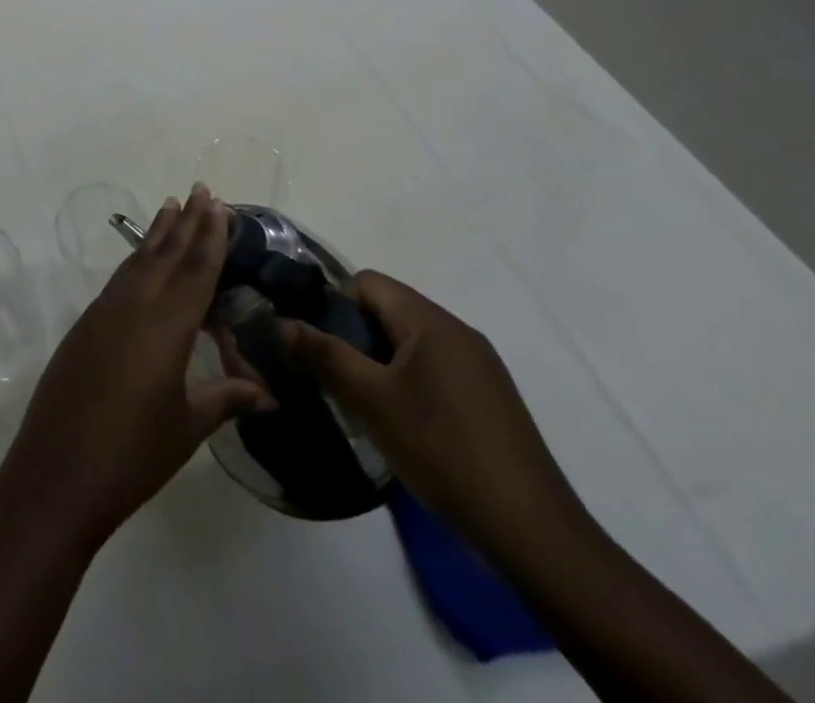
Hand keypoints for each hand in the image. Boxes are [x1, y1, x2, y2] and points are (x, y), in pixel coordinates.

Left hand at [0, 185, 271, 549]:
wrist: (56, 473)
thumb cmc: (132, 455)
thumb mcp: (186, 428)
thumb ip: (224, 399)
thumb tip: (267, 394)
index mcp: (165, 328)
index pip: (195, 272)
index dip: (209, 237)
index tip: (217, 204)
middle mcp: (133, 307)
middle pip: (165, 255)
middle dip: (185, 222)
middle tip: (200, 189)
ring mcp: (103, 313)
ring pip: (137, 262)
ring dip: (157, 234)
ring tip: (170, 207)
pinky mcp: (84, 325)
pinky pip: (118, 281)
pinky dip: (135, 261)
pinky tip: (141, 260)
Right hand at [282, 270, 583, 554]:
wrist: (532, 532)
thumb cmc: (442, 450)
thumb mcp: (371, 401)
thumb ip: (324, 354)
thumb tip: (282, 322)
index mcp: (431, 322)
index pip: (367, 283)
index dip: (335, 305)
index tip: (322, 348)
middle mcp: (459, 331)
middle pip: (389, 309)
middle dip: (355, 337)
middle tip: (339, 380)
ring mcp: (480, 365)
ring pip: (410, 342)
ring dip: (380, 362)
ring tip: (367, 405)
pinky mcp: (490, 397)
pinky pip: (435, 368)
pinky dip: (408, 382)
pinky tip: (405, 425)